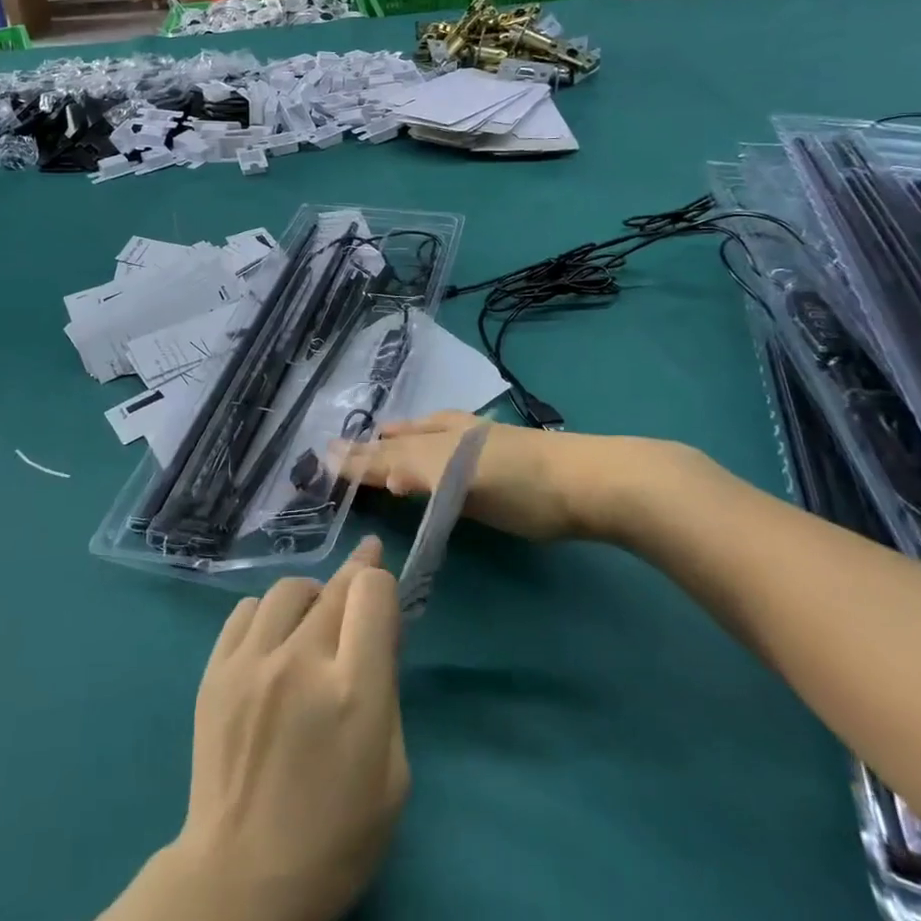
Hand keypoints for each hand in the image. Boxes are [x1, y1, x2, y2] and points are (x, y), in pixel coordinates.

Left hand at [167, 538, 407, 920]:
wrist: (241, 877)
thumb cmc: (336, 839)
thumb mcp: (393, 774)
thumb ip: (386, 690)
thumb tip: (377, 630)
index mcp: (352, 691)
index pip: (371, 592)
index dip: (381, 583)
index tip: (382, 585)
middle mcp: (299, 661)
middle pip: (333, 586)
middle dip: (354, 577)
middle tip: (361, 578)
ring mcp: (250, 662)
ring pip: (286, 589)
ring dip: (310, 597)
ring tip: (314, 623)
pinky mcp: (214, 670)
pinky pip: (246, 611)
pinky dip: (268, 614)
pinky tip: (274, 641)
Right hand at [334, 414, 689, 544]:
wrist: (595, 480)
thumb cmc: (524, 486)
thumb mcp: (461, 481)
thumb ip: (412, 472)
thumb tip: (367, 468)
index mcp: (439, 442)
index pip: (387, 452)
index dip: (358, 460)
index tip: (325, 459)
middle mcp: (453, 435)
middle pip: (403, 440)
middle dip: (373, 446)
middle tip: (342, 446)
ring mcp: (480, 441)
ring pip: (427, 434)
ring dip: (400, 438)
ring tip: (382, 433)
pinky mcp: (502, 452)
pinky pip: (448, 438)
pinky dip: (428, 437)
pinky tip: (439, 438)